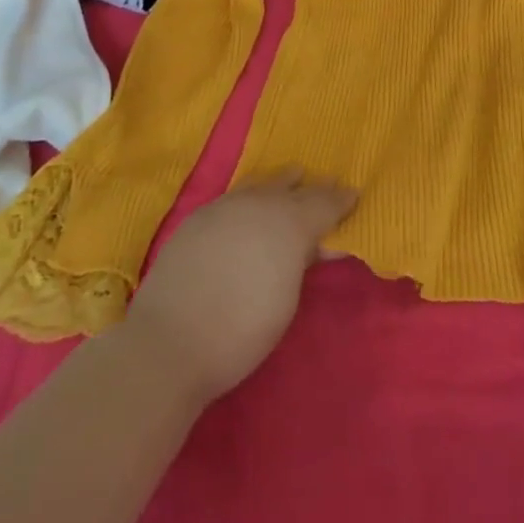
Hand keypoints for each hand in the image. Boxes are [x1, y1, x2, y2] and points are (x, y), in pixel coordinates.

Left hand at [123, 172, 356, 404]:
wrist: (169, 341)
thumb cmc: (241, 331)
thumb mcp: (287, 300)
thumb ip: (301, 262)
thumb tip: (311, 244)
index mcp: (289, 222)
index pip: (323, 203)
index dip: (341, 200)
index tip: (354, 194)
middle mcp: (258, 203)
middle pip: (292, 187)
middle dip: (310, 189)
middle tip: (325, 190)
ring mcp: (224, 206)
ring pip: (260, 185)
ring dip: (278, 185)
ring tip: (290, 181)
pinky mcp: (198, 217)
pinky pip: (234, 197)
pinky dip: (250, 198)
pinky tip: (249, 209)